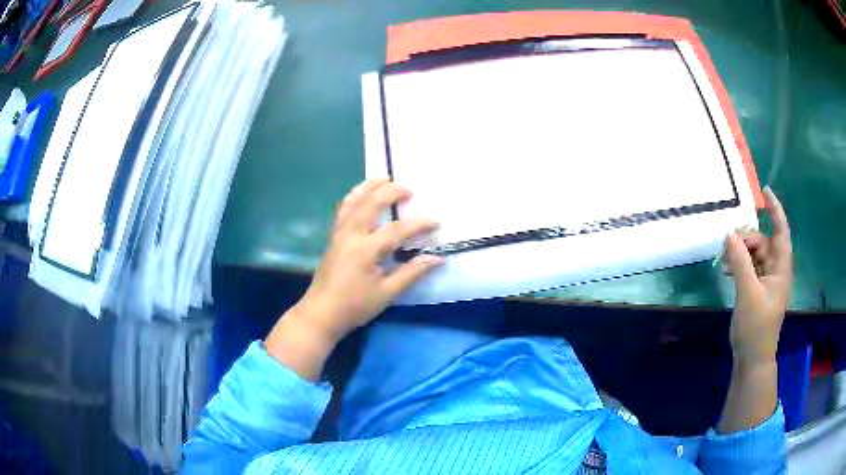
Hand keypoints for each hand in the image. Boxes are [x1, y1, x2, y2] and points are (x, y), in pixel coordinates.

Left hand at [295, 179, 442, 342]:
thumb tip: (437, 258)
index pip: (397, 230)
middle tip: (408, 190)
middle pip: (371, 203)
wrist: (321, 313)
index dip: (418, 224)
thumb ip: (411, 273)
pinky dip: (354, 196)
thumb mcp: (387, 293)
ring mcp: (339, 233)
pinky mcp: (333, 237)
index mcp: (365, 249)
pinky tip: (361, 195)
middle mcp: (351, 234)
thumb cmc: (355, 306)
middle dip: (390, 192)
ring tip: (384, 179)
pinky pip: (343, 208)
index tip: (436, 222)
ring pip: (353, 200)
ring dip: (369, 186)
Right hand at [724, 188, 791, 364]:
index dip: (775, 210)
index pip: (781, 232)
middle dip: (747, 237)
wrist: (752, 358)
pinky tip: (727, 270)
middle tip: (729, 243)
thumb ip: (740, 262)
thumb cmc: (756, 327)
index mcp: (780, 269)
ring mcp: (766, 281)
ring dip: (740, 252)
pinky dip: (738, 264)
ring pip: (754, 254)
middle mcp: (775, 271)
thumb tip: (729, 233)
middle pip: (763, 242)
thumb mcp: (748, 293)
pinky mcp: (756, 289)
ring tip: (725, 261)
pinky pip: (748, 267)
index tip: (765, 192)